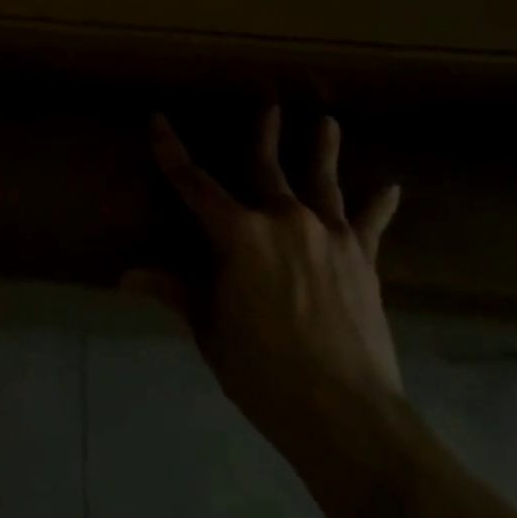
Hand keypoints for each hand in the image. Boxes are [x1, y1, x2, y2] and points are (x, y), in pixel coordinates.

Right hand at [124, 106, 403, 451]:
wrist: (346, 413)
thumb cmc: (263, 371)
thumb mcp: (210, 330)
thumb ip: (176, 291)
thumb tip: (128, 275)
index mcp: (238, 234)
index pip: (193, 183)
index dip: (171, 151)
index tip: (158, 120)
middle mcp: (283, 219)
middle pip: (266, 166)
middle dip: (263, 132)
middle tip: (267, 103)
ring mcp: (328, 235)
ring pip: (321, 180)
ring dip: (322, 148)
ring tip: (326, 121)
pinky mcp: (361, 259)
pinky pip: (369, 223)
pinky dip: (377, 205)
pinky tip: (388, 187)